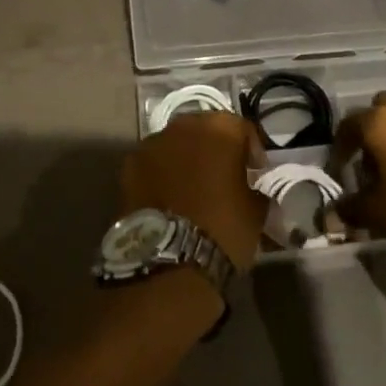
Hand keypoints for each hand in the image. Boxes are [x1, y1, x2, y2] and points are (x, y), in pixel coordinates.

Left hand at [119, 112, 267, 270]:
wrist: (170, 260)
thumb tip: (252, 189)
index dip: (251, 149)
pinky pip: (153, 163)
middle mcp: (184, 126)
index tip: (255, 172)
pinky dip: (161, 174)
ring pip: (175, 144)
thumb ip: (255, 188)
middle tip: (222, 176)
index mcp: (220, 129)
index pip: (241, 128)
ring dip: (185, 158)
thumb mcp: (256, 211)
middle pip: (204, 129)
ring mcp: (152, 143)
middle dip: (214, 149)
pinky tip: (168, 198)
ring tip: (193, 188)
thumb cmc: (223, 229)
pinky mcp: (129, 166)